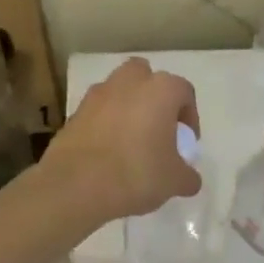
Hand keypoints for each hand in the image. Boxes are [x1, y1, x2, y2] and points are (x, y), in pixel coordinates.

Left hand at [46, 57, 200, 225]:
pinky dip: (104, 124)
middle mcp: (128, 82)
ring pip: (118, 91)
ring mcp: (96, 95)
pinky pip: (97, 112)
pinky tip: (107, 153)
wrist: (75, 185)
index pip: (184, 92)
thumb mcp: (174, 181)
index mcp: (160, 90)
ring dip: (127, 108)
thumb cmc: (136, 174)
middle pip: (146, 77)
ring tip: (131, 141)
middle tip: (157, 128)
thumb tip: (189, 179)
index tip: (185, 142)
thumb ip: (188, 176)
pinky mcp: (74, 113)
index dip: (189, 117)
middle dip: (153, 97)